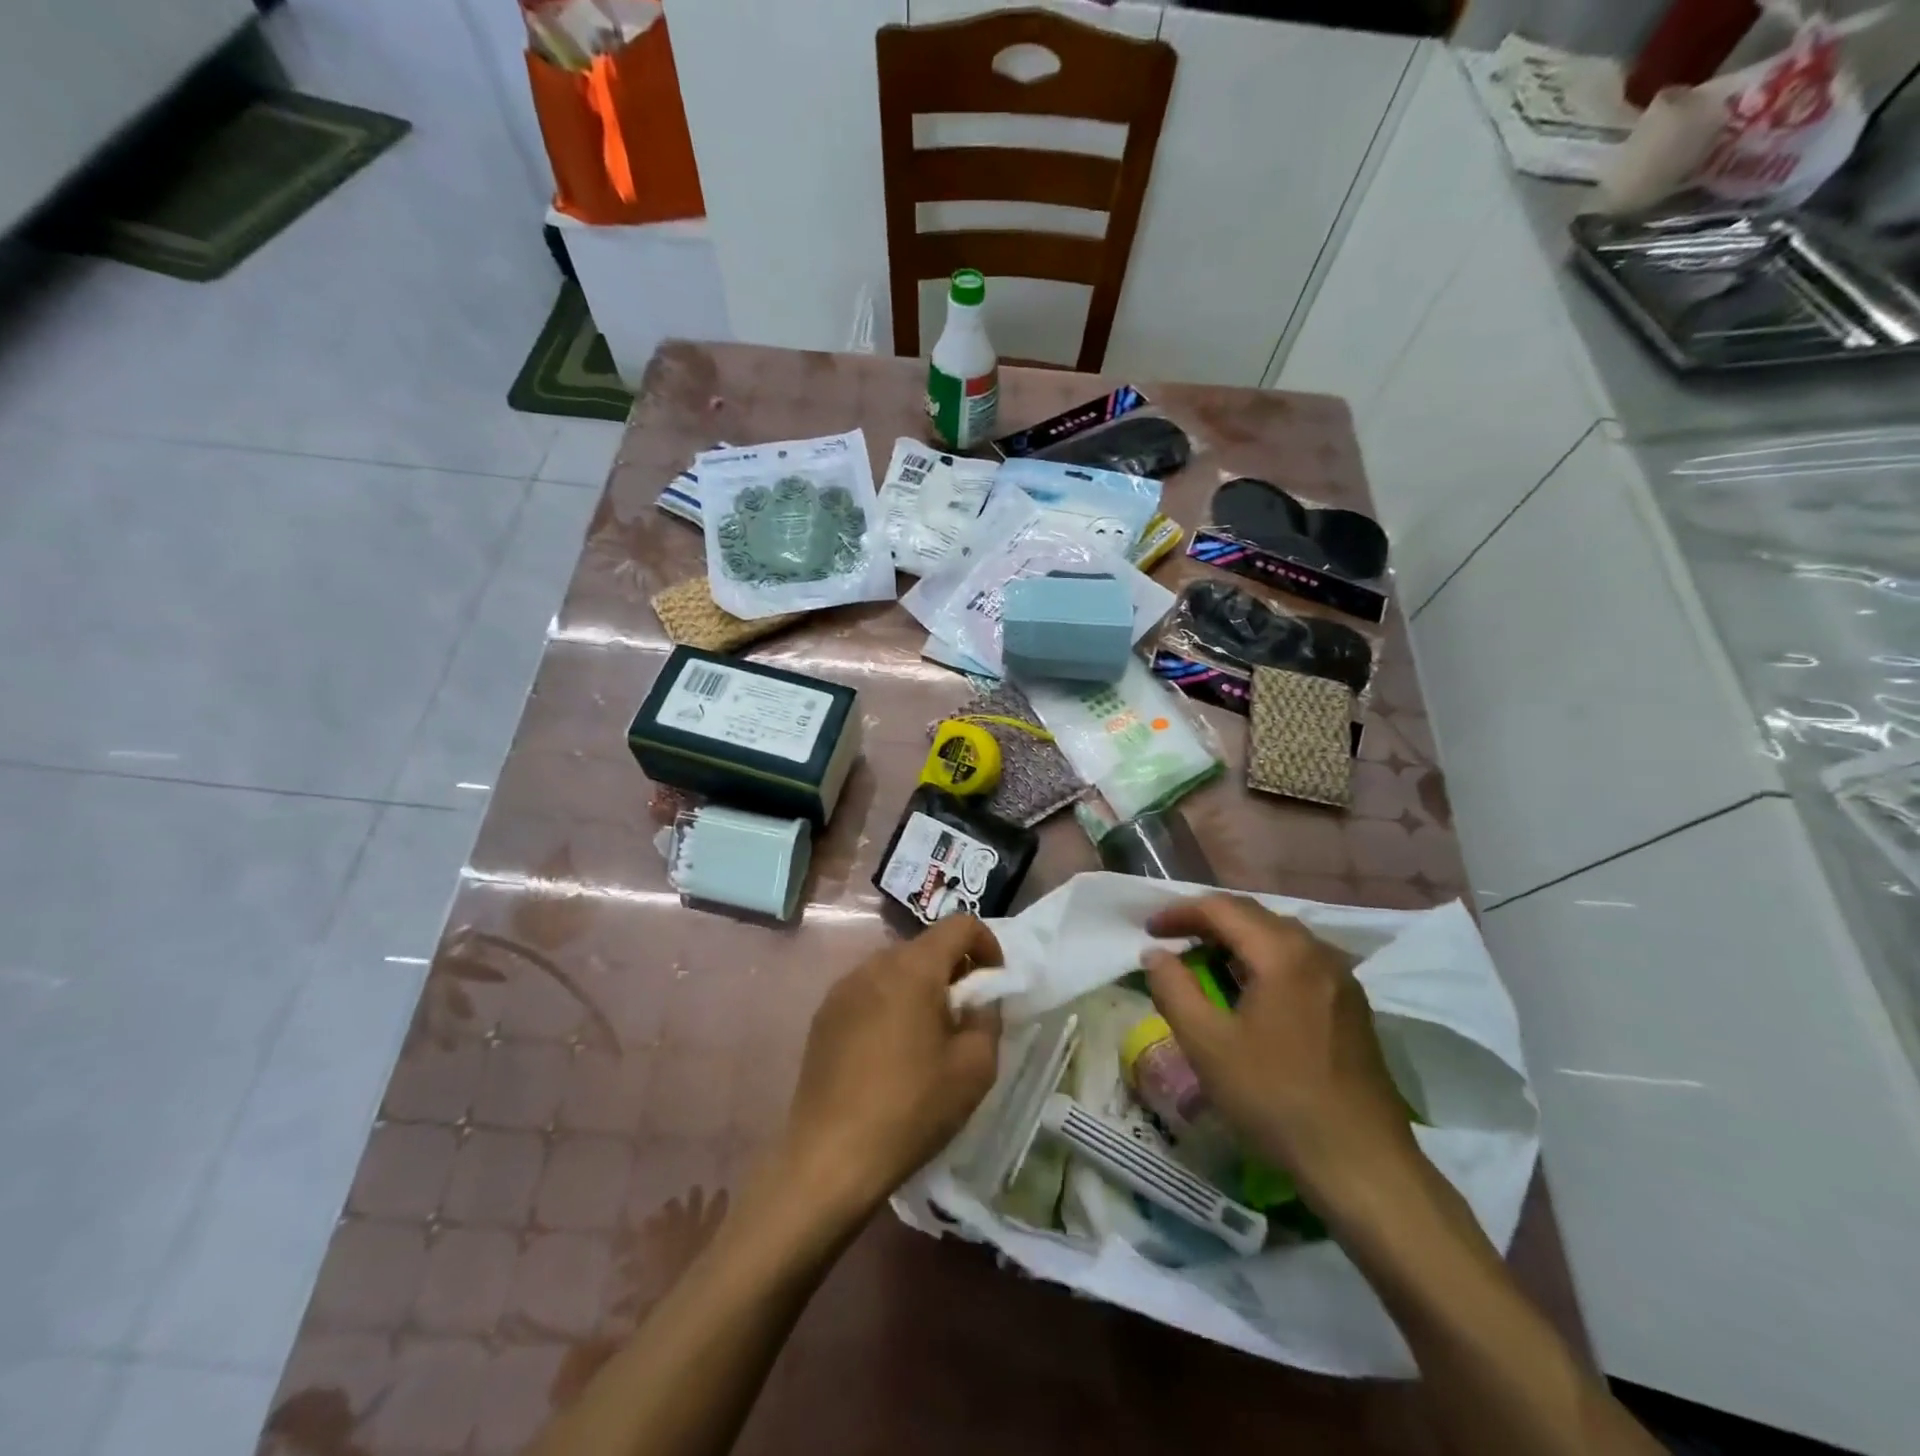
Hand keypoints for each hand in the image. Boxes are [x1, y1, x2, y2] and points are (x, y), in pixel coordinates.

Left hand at [779, 915, 1002, 1221]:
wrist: (830, 1157)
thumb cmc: (911, 1108)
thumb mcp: (974, 1069)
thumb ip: (987, 1020)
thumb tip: (979, 1002)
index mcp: (914, 968)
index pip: (960, 925)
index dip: (987, 945)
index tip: (995, 983)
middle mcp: (874, 964)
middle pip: (925, 947)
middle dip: (953, 970)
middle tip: (965, 1017)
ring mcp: (843, 988)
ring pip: (895, 970)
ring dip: (920, 988)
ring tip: (927, 1038)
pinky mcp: (823, 1015)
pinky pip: (868, 993)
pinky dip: (889, 1005)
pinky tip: (890, 1053)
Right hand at [1142, 894, 1418, 1206]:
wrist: (1361, 1164)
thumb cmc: (1275, 1099)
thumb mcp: (1207, 1044)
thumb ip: (1173, 988)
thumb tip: (1154, 954)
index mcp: (1283, 953)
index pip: (1222, 908)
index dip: (1179, 913)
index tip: (1148, 930)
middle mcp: (1317, 952)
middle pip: (1253, 916)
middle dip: (1207, 922)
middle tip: (1171, 942)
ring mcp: (1341, 978)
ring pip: (1278, 937)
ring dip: (1236, 941)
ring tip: (1203, 964)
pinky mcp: (1351, 1005)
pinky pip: (1298, 961)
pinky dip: (1263, 961)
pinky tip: (1248, 992)